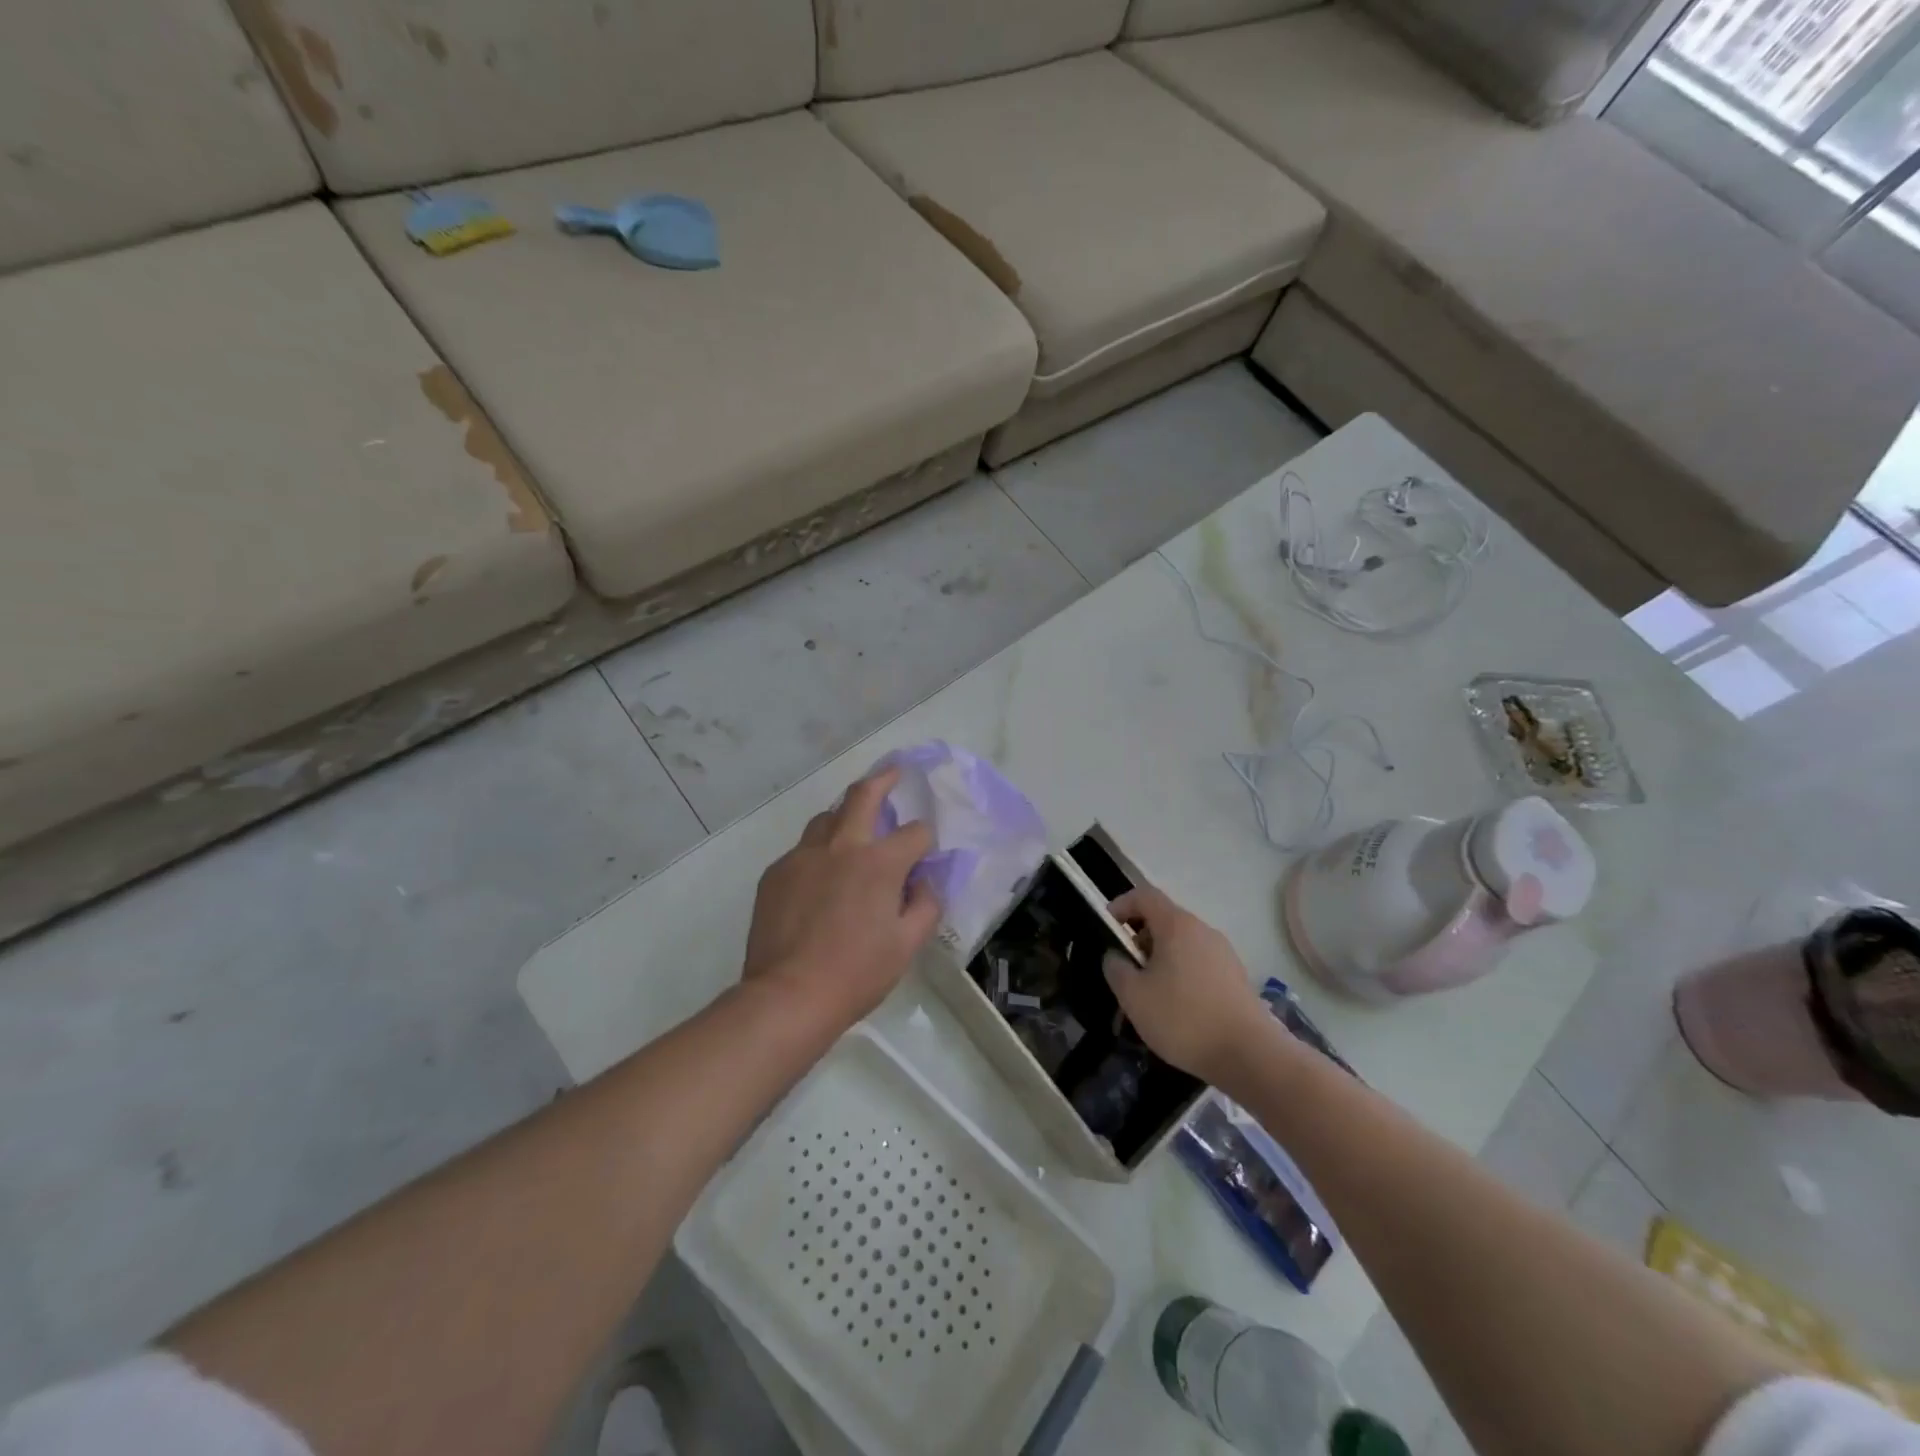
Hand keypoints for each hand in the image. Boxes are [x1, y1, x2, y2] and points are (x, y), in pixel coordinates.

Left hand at [743, 767, 940, 1033]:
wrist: (788, 995)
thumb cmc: (857, 973)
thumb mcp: (907, 944)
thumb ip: (925, 905)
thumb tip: (924, 882)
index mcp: (879, 862)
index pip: (915, 833)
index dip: (926, 841)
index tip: (925, 855)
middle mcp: (841, 846)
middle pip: (862, 795)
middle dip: (882, 779)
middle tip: (893, 773)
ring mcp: (802, 856)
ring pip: (826, 818)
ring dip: (845, 816)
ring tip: (853, 829)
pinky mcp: (776, 873)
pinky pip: (802, 851)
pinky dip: (819, 854)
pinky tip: (820, 879)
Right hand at [1103, 885, 1266, 1083]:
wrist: (1250, 1055)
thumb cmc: (1184, 1019)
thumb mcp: (1133, 996)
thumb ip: (1116, 969)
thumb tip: (1115, 956)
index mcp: (1176, 926)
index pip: (1144, 895)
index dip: (1120, 905)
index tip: (1107, 929)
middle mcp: (1202, 930)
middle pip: (1163, 920)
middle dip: (1139, 940)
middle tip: (1126, 971)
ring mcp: (1223, 953)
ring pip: (1181, 945)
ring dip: (1160, 960)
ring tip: (1149, 996)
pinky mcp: (1236, 977)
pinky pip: (1198, 964)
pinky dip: (1181, 975)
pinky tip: (1177, 1010)